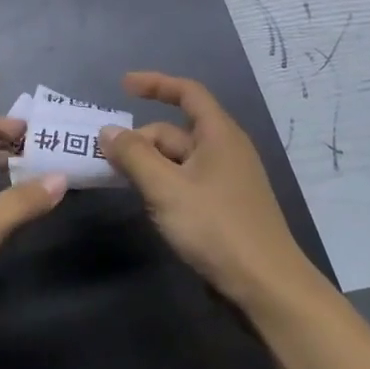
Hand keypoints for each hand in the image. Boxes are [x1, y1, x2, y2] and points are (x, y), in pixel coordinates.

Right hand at [101, 71, 313, 307]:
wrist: (264, 284)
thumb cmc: (215, 228)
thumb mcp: (166, 188)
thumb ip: (134, 156)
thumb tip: (108, 131)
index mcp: (219, 135)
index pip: (187, 93)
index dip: (155, 84)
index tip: (122, 86)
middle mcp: (224, 151)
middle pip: (175, 131)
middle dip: (140, 140)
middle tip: (105, 159)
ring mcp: (225, 181)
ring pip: (177, 160)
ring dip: (147, 164)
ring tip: (117, 179)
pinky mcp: (222, 207)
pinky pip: (184, 182)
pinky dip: (161, 183)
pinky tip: (145, 202)